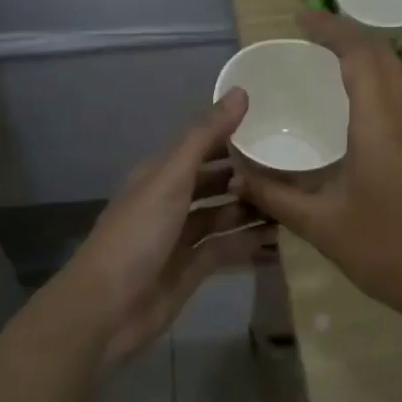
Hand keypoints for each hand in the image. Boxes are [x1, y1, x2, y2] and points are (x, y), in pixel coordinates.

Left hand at [60, 91, 274, 367]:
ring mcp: (182, 236)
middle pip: (216, 181)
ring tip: (295, 199)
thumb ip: (205, 137)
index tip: (277, 125)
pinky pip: (228, 247)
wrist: (106, 310)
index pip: (203, 145)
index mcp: (161, 174)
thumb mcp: (170, 178)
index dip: (235, 134)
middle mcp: (172, 201)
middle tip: (296, 166)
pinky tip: (281, 236)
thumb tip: (240, 92)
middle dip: (249, 174)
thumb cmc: (136, 235)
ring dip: (254, 208)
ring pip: (224, 214)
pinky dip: (250, 241)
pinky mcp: (193, 268)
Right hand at [232, 11, 401, 328]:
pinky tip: (349, 105)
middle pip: (382, 55)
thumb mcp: (321, 225)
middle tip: (308, 35)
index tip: (300, 19)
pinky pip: (398, 96)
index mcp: (380, 124)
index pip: (360, 54)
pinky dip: (373, 80)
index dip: (331, 29)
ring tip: (325, 59)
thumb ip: (275, 195)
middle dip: (347, 34)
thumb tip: (236, 173)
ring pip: (395, 74)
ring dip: (363, 55)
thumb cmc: (386, 250)